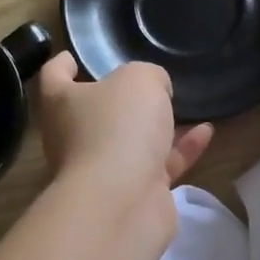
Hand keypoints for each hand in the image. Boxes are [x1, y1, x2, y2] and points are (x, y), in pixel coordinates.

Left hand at [33, 52, 213, 221]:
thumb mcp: (139, 80)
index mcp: (62, 104)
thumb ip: (148, 76)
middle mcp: (74, 137)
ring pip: (129, 142)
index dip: (62, 64)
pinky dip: (181, 149)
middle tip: (143, 83)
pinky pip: (159, 165)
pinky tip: (206, 132)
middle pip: (92, 112)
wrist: (122, 202)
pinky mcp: (133, 194)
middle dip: (117, 100)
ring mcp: (102, 170)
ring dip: (155, 126)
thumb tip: (154, 89)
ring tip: (183, 106)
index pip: (53, 76)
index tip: (73, 57)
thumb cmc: (118, 127)